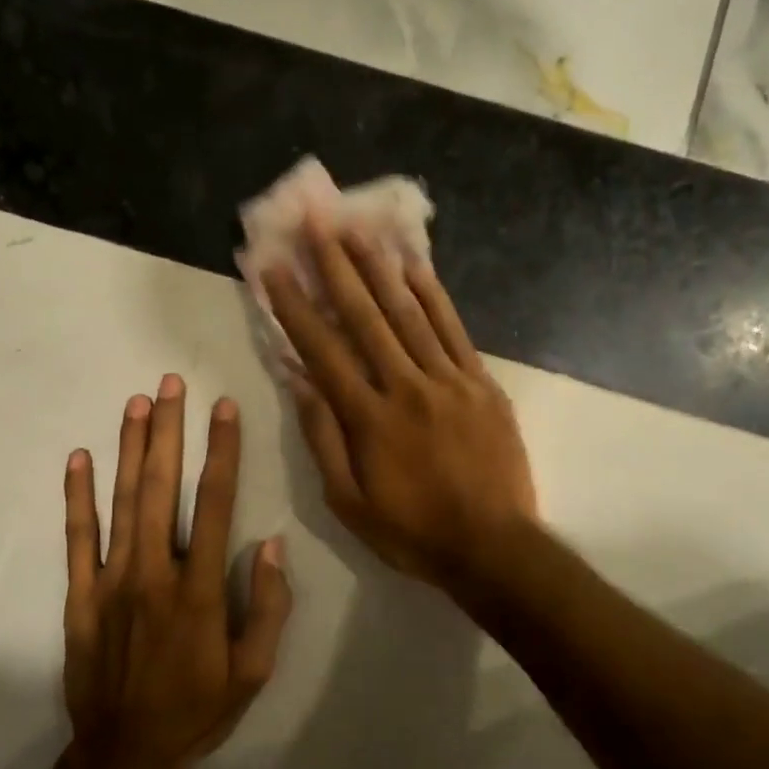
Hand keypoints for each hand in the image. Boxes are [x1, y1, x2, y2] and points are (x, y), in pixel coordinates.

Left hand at [62, 376, 292, 768]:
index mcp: (200, 590)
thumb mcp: (254, 672)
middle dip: (168, 431)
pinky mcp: (80, 597)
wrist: (125, 755)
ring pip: (122, 502)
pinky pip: (78, 539)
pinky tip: (79, 459)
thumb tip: (273, 544)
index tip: (224, 408)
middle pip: (162, 488)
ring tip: (136, 403)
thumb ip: (268, 607)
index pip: (215, 504)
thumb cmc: (197, 711)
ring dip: (129, 449)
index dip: (222, 451)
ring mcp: (112, 582)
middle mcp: (154, 573)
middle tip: (170, 383)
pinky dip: (77, 497)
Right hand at [261, 221, 536, 587]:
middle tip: (315, 221)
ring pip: (408, 312)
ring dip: (379, 267)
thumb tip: (298, 380)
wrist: (494, 547)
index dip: (294, 305)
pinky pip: (453, 330)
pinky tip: (414, 265)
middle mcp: (405, 387)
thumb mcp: (349, 502)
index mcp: (368, 418)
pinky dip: (432, 295)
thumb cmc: (413, 531)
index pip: (322, 350)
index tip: (274, 267)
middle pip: (364, 316)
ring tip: (357, 228)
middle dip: (334, 265)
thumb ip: (323, 438)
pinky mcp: (480, 383)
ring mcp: (448, 380)